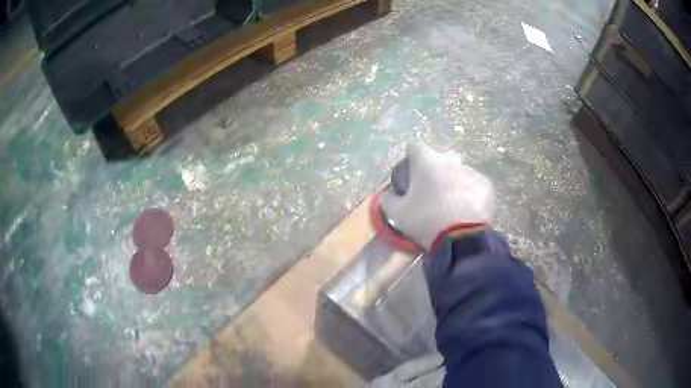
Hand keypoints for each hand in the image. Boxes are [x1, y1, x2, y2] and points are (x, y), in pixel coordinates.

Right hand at [381, 143, 493, 249]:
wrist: (462, 240)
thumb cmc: (426, 222)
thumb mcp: (397, 215)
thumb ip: (388, 200)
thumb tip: (388, 193)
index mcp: (427, 162)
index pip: (415, 146)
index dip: (411, 156)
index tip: (411, 171)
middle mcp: (450, 161)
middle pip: (441, 157)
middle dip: (436, 167)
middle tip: (433, 189)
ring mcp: (470, 172)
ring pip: (459, 171)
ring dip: (454, 181)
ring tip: (452, 203)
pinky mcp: (485, 185)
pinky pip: (474, 184)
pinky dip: (469, 192)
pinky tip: (467, 209)